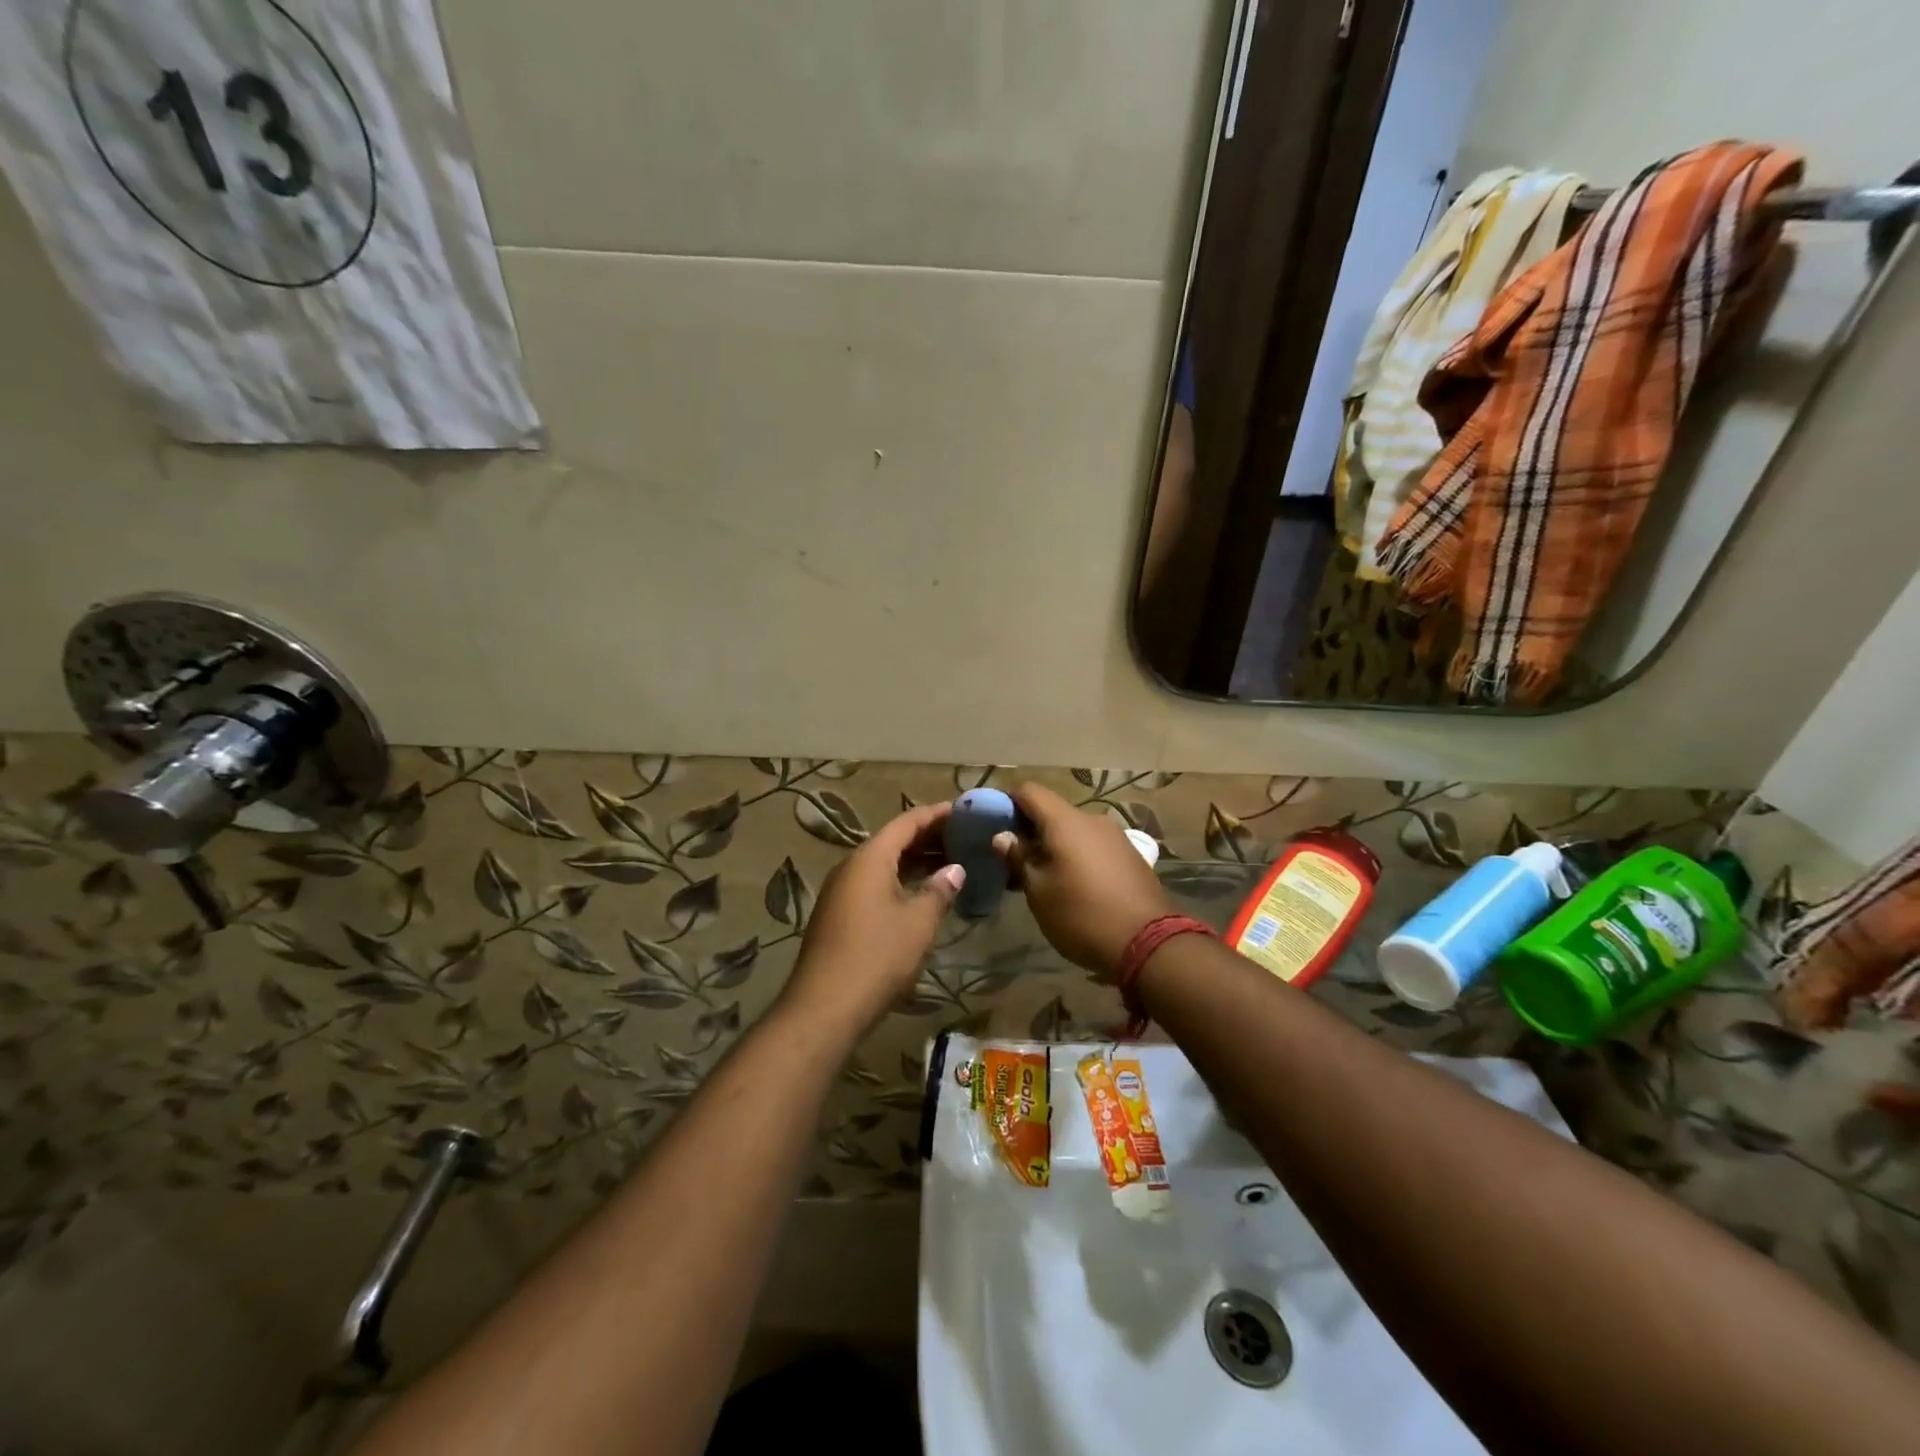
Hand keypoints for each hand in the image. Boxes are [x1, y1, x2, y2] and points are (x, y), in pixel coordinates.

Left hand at [778, 802, 964, 1036]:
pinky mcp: (838, 916)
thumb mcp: (918, 922)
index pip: (906, 822)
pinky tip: (922, 896)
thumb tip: (955, 869)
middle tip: (963, 838)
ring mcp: (841, 892)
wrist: (825, 1006)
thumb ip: (939, 890)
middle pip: (893, 841)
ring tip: (950, 864)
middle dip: (928, 838)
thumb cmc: (878, 956)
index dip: (936, 815)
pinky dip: (901, 882)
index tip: (964, 811)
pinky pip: (874, 885)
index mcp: (870, 858)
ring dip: (915, 862)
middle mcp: (851, 867)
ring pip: (883, 865)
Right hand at [994, 782, 1172, 980]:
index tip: (996, 826)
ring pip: (1074, 831)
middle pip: (1053, 811)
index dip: (1008, 803)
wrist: (1147, 943)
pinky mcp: (1130, 856)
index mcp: (1066, 821)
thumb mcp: (1039, 891)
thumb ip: (1019, 858)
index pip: (1030, 791)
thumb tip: (1003, 836)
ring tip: (1043, 879)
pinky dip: (1077, 857)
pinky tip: (1073, 886)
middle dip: (1030, 830)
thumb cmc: (1081, 915)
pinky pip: (1094, 846)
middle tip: (1015, 861)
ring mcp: (1115, 836)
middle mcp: (1092, 820)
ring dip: (1055, 846)